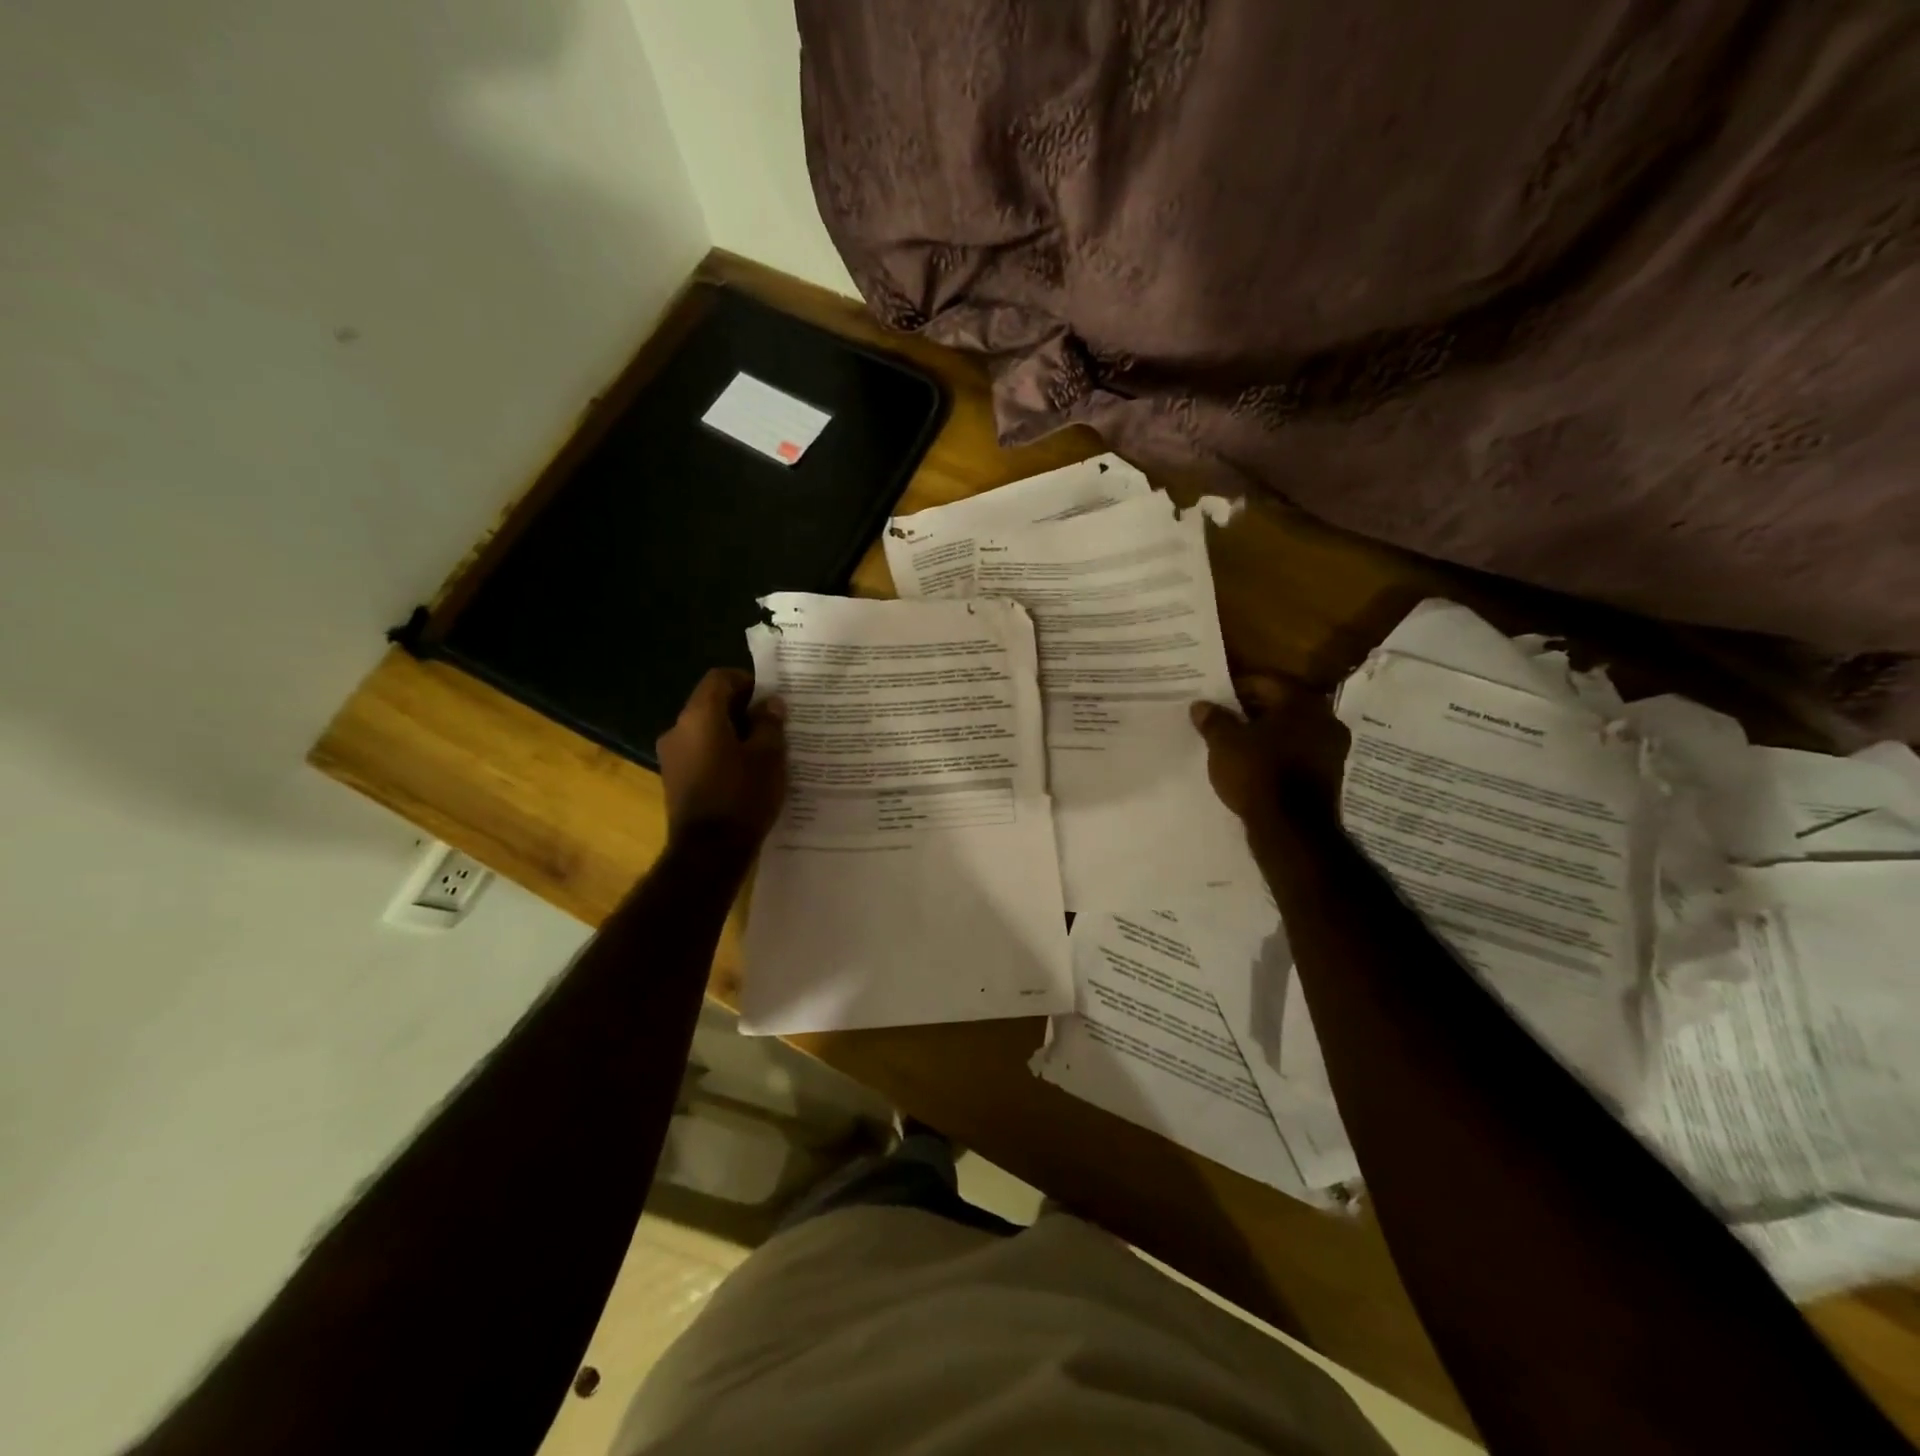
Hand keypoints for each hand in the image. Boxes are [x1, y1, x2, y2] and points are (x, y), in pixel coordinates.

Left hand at [656, 668, 787, 851]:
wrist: (709, 852)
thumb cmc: (742, 795)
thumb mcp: (768, 756)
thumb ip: (769, 723)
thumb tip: (770, 704)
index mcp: (699, 716)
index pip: (719, 678)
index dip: (746, 681)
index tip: (771, 697)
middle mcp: (677, 729)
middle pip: (710, 705)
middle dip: (742, 709)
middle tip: (773, 724)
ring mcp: (671, 757)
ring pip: (705, 731)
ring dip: (732, 734)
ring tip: (762, 751)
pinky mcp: (674, 780)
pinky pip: (700, 754)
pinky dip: (721, 754)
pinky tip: (744, 773)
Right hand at [1190, 675, 1348, 836]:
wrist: (1292, 829)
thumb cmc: (1258, 774)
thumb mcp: (1224, 744)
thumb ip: (1213, 720)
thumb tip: (1201, 705)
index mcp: (1301, 702)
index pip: (1265, 682)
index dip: (1236, 688)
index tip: (1215, 699)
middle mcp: (1325, 719)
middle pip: (1282, 705)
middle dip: (1252, 711)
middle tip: (1224, 720)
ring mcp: (1332, 749)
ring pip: (1292, 731)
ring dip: (1266, 734)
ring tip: (1236, 744)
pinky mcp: (1329, 776)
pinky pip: (1299, 754)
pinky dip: (1278, 754)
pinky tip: (1256, 765)